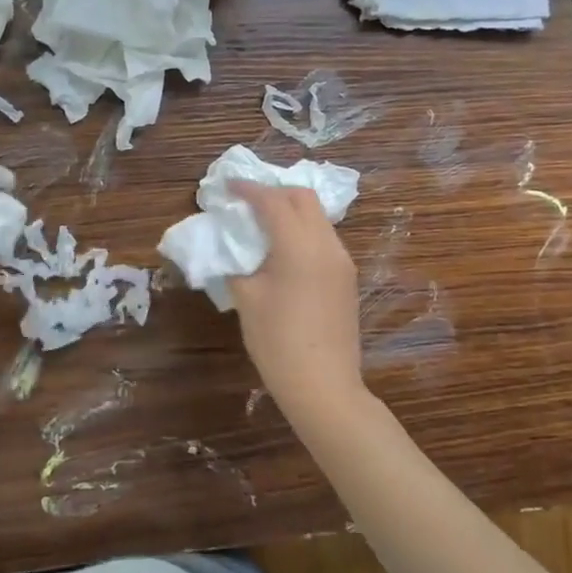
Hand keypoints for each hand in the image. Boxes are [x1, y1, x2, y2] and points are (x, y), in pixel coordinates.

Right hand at [226, 182, 366, 420]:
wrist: (323, 386)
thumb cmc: (277, 341)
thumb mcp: (246, 298)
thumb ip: (237, 262)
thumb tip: (232, 247)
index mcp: (299, 246)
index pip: (272, 201)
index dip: (247, 189)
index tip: (226, 186)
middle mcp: (327, 245)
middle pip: (303, 198)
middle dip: (273, 192)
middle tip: (246, 201)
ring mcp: (342, 261)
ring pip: (317, 217)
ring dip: (289, 211)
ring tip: (261, 222)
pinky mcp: (346, 277)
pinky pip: (323, 238)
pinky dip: (301, 230)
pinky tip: (281, 248)